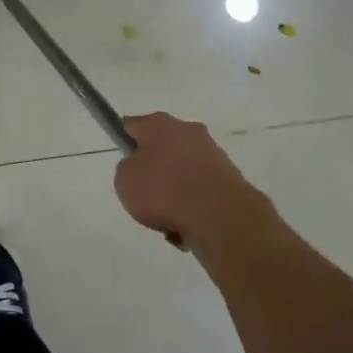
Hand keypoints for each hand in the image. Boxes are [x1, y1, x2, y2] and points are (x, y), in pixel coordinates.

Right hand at [114, 113, 272, 255]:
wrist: (218, 215)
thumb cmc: (163, 190)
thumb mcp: (124, 181)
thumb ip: (127, 169)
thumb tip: (141, 169)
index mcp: (159, 124)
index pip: (132, 125)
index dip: (124, 140)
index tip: (122, 158)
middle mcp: (188, 131)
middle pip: (162, 149)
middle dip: (154, 171)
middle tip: (144, 196)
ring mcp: (212, 154)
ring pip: (183, 174)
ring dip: (175, 194)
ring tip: (167, 222)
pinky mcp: (230, 178)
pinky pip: (201, 193)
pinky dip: (193, 208)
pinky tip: (187, 228)